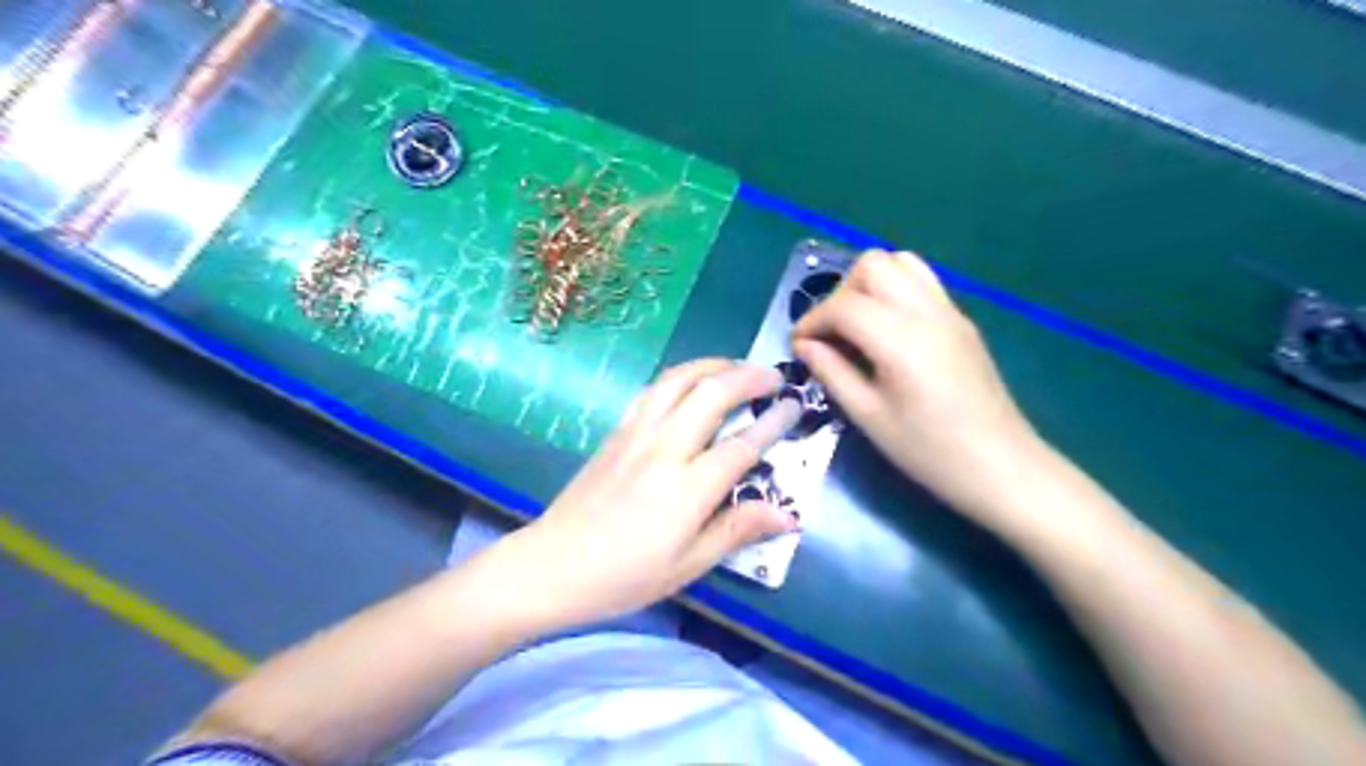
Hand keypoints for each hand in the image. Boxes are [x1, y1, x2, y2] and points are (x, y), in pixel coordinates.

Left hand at [501, 363, 803, 632]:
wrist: (552, 565)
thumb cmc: (625, 576)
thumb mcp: (688, 565)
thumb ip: (737, 530)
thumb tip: (787, 514)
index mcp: (687, 488)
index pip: (742, 445)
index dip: (773, 423)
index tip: (795, 406)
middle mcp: (664, 449)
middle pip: (711, 394)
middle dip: (747, 378)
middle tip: (773, 377)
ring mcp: (636, 435)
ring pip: (678, 380)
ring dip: (712, 365)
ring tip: (735, 366)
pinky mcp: (616, 432)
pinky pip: (653, 390)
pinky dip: (679, 377)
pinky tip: (689, 382)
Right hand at [798, 249, 1041, 522]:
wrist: (1000, 466)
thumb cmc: (929, 451)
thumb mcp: (869, 417)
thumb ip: (832, 373)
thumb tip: (804, 346)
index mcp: (900, 339)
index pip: (844, 305)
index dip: (812, 320)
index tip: (798, 345)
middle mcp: (926, 312)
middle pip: (873, 265)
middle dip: (840, 292)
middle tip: (831, 333)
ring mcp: (949, 311)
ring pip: (901, 262)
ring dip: (869, 284)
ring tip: (858, 324)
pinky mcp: (961, 320)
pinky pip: (922, 282)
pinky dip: (894, 290)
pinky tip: (887, 330)